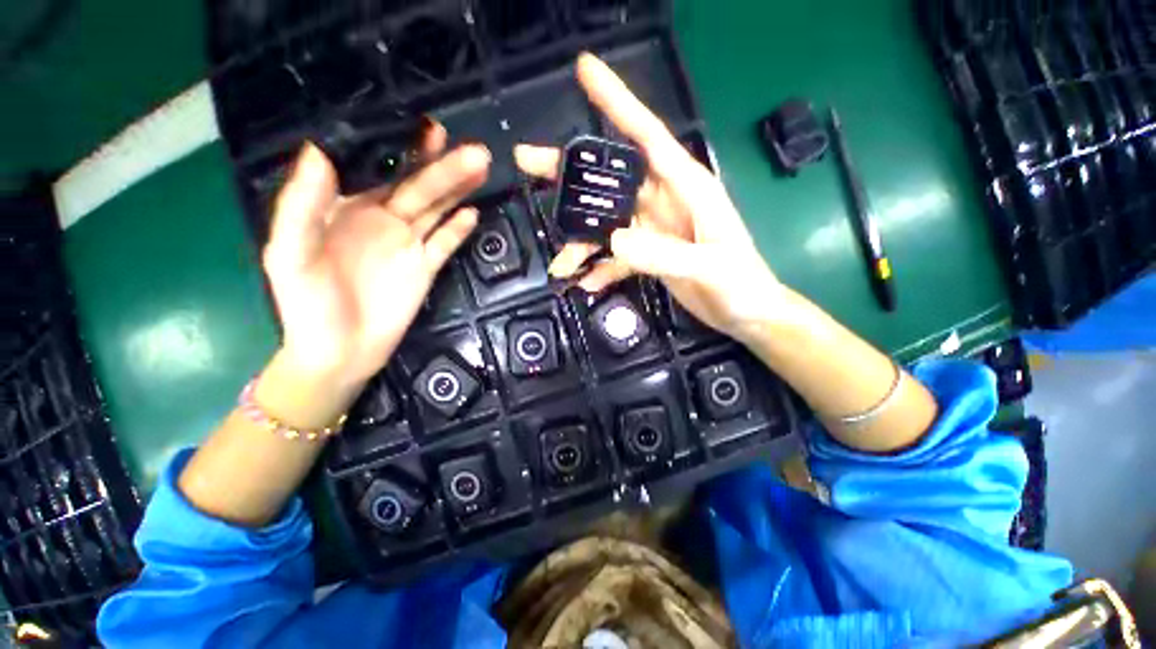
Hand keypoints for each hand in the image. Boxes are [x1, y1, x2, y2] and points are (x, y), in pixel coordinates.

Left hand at [263, 124, 489, 386]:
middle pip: (418, 189)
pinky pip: (445, 244)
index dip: (403, 150)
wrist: (340, 352)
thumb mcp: (290, 255)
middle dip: (445, 169)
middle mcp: (382, 220)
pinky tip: (473, 214)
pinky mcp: (426, 269)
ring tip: (482, 170)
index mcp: (348, 209)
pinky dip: (458, 230)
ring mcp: (407, 245)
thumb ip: (302, 207)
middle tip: (476, 151)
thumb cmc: (307, 305)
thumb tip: (318, 153)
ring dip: (459, 192)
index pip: (379, 171)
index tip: (428, 128)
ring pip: (437, 211)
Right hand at [514, 54, 783, 341]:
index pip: (646, 136)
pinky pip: (616, 257)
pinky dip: (600, 269)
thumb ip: (664, 254)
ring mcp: (652, 230)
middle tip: (527, 161)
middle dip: (572, 171)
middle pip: (611, 179)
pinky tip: (586, 283)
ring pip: (607, 222)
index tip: (584, 71)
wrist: (746, 312)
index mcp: (685, 187)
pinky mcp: (648, 256)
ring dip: (581, 239)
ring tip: (561, 263)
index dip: (617, 102)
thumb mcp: (709, 265)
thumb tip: (613, 239)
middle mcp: (663, 201)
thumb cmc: (740, 283)